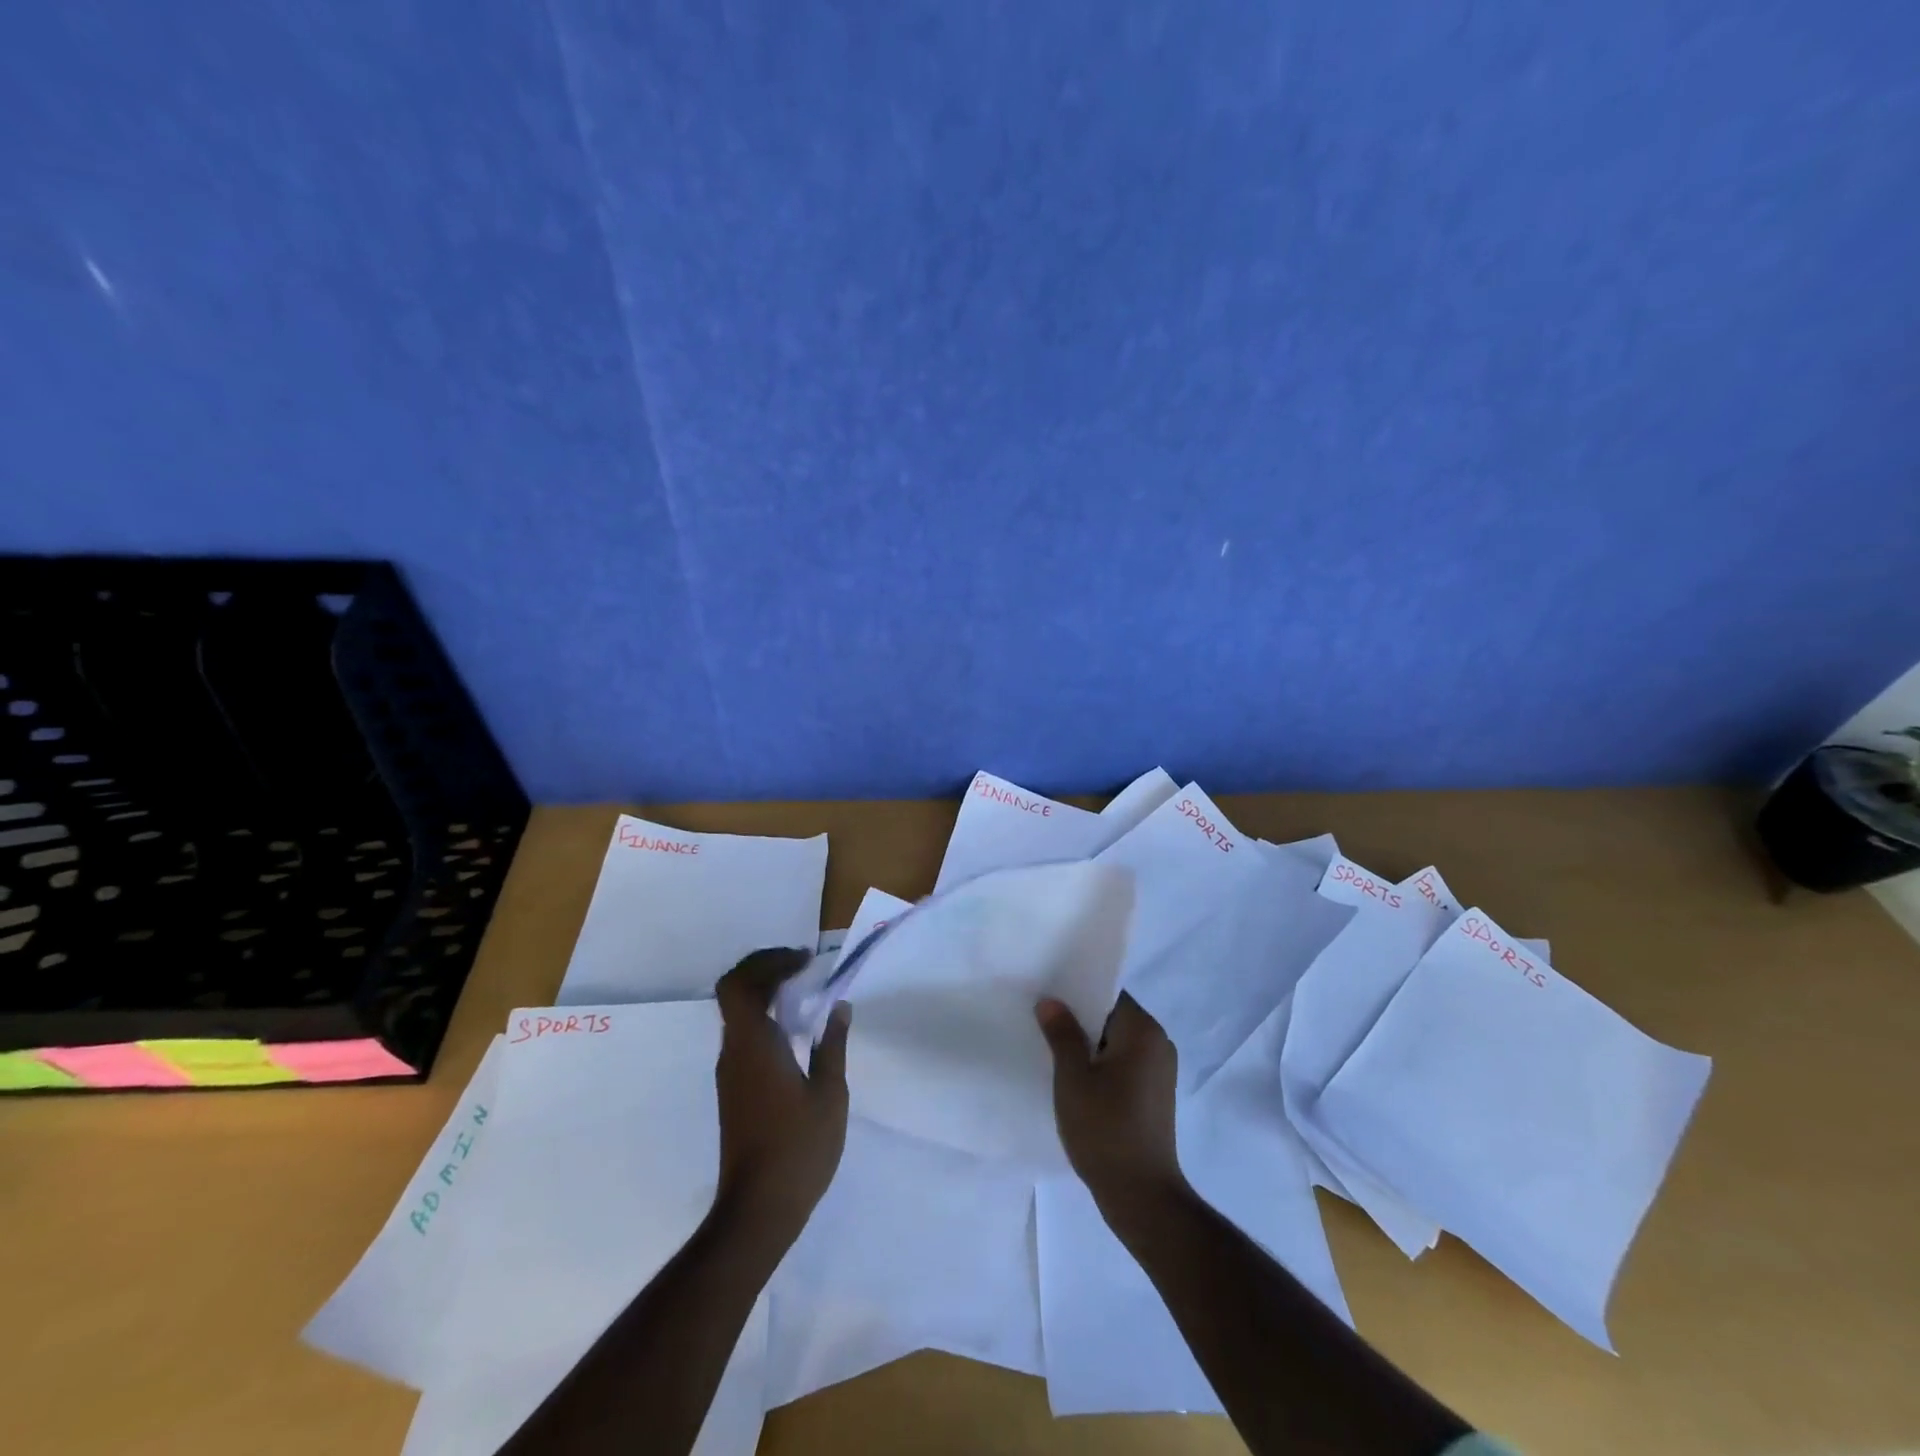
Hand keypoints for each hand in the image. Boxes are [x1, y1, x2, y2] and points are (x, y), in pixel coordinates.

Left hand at [713, 948, 851, 1235]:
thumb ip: (833, 1045)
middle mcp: (734, 1051)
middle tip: (802, 968)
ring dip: (766, 993)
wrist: (758, 1209)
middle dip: (766, 970)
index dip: (767, 962)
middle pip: (735, 992)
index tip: (804, 961)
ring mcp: (731, 1071)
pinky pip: (745, 1035)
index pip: (739, 984)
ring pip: (738, 1013)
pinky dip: (766, 1018)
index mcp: (754, 1045)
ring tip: (805, 992)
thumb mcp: (830, 1094)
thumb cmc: (798, 1148)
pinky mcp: (735, 1089)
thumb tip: (839, 1007)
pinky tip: (796, 1031)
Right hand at [1036, 992, 1184, 1213]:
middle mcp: (1159, 1043)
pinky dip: (1102, 1067)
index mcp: (1144, 1030)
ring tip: (1053, 1051)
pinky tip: (1075, 1081)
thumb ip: (1061, 1033)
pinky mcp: (1155, 1095)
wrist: (1141, 1196)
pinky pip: (1124, 1065)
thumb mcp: (1073, 1077)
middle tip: (1043, 1022)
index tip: (1048, 998)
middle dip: (1080, 1021)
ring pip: (1117, 1043)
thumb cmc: (1105, 1128)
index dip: (1076, 994)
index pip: (1108, 995)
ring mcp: (1160, 1071)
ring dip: (1089, 1047)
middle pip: (1113, 1017)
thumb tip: (1051, 1001)